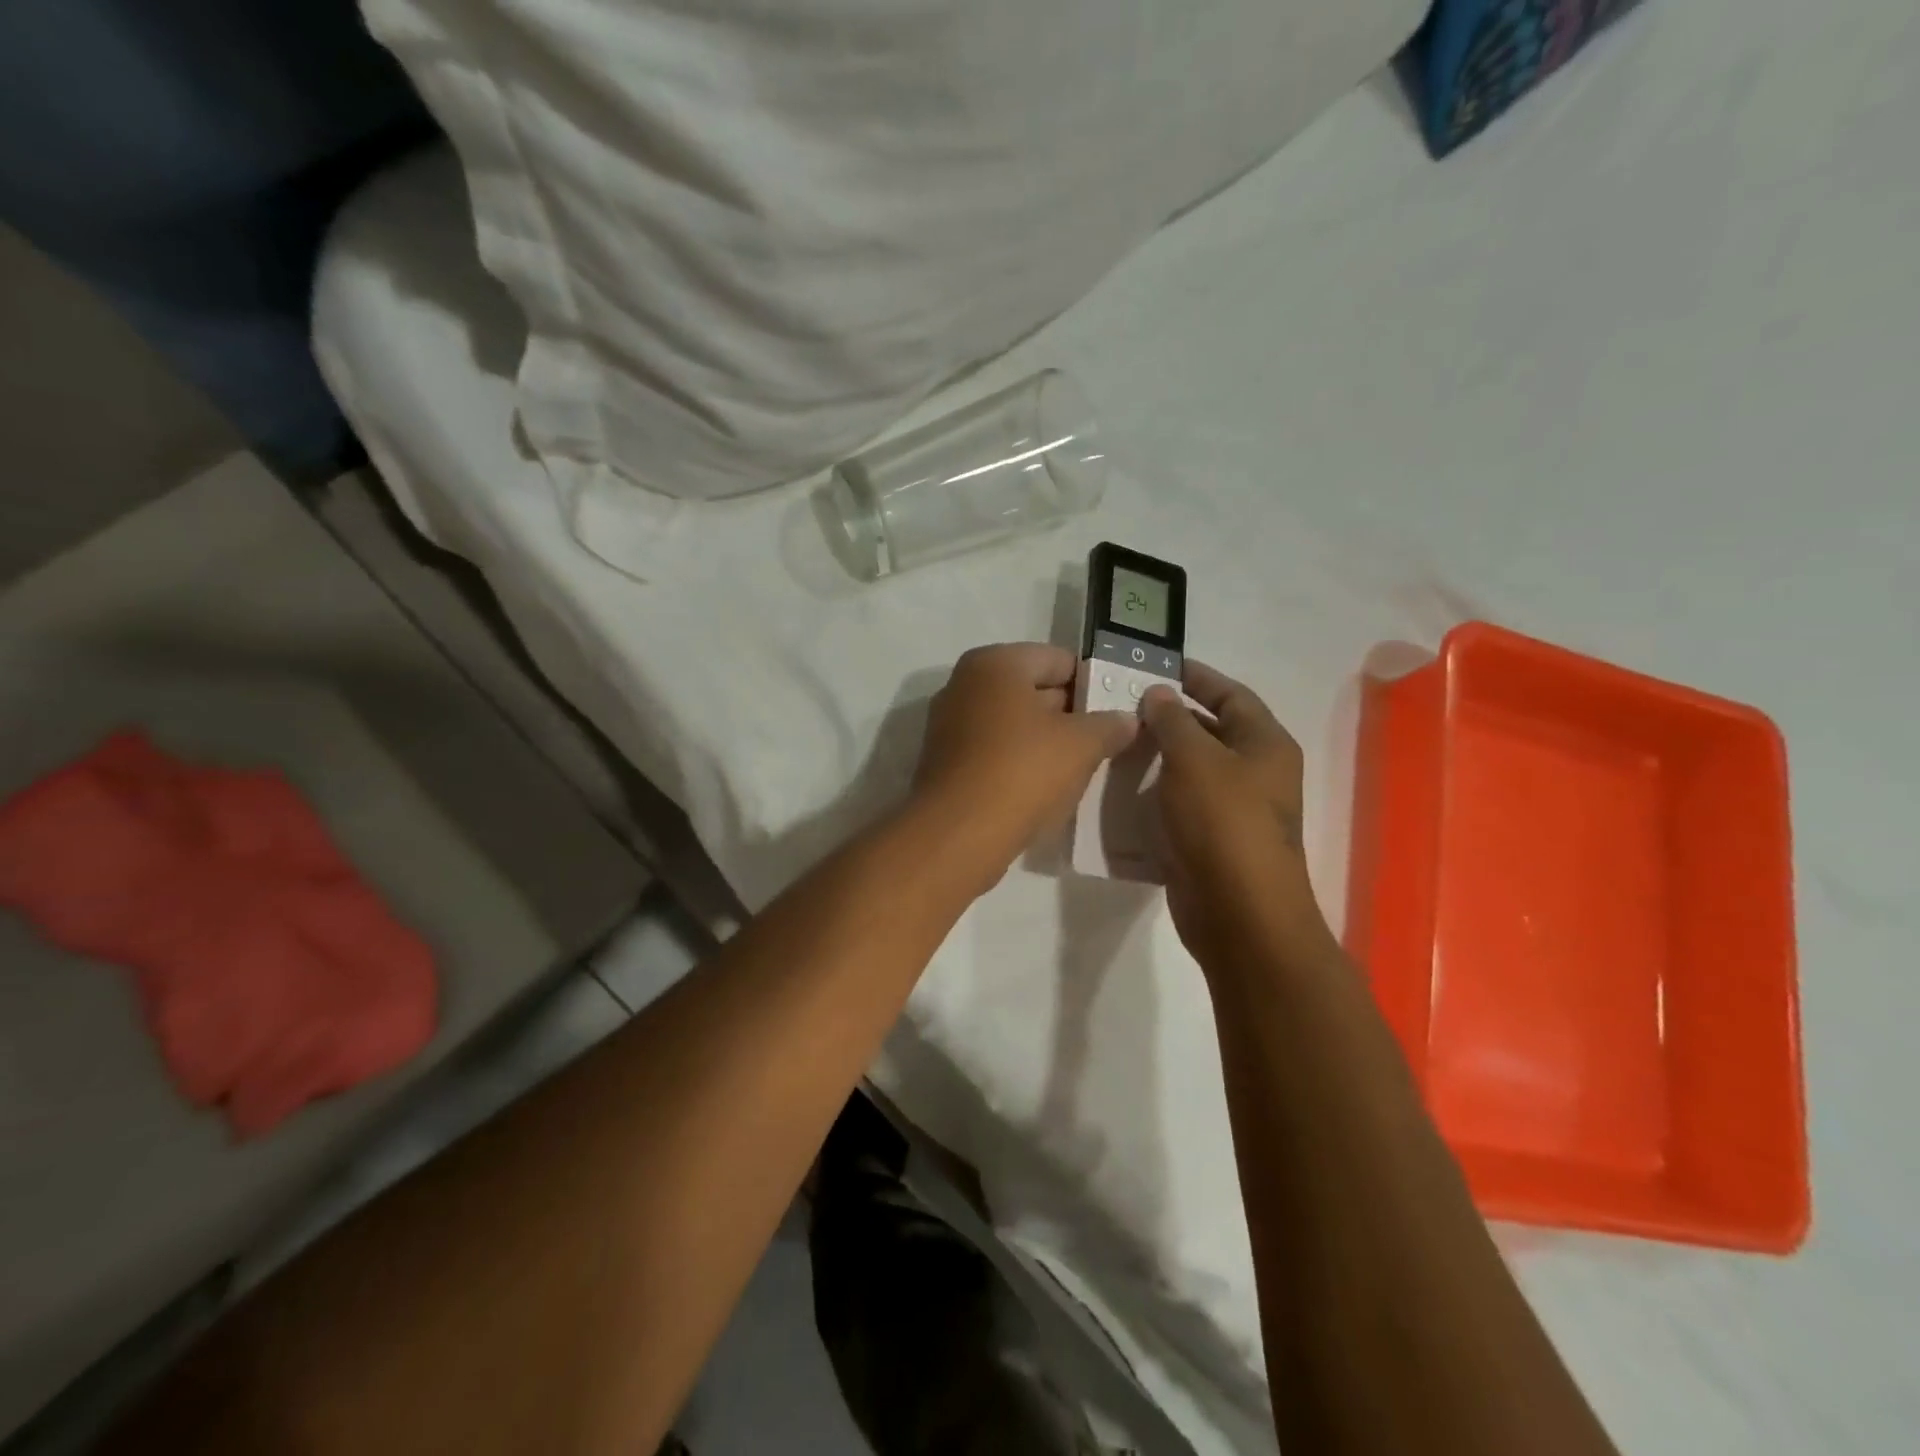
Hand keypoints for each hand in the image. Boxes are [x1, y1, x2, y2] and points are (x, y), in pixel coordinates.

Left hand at [913, 644, 1137, 879]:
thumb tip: (1127, 719)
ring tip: (1082, 766)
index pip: (1058, 660)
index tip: (1118, 709)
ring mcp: (950, 725)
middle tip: (1107, 739)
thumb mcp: (1081, 745)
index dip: (1093, 683)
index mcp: (995, 664)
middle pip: (1032, 690)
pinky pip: (995, 751)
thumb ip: (1109, 725)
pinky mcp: (945, 763)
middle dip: (1070, 714)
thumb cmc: (1022, 771)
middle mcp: (965, 685)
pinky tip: (1046, 787)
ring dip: (1046, 741)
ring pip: (1013, 724)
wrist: (958, 833)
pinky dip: (1020, 762)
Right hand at [1141, 662, 1336, 978]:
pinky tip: (1120, 790)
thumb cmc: (1222, 822)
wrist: (1238, 912)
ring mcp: (1234, 810)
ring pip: (1192, 770)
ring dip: (1157, 757)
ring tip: (1114, 743)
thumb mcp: (1194, 759)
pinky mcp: (1211, 840)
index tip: (1157, 666)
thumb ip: (1172, 720)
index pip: (1231, 694)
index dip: (1197, 676)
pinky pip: (1180, 805)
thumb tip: (1159, 693)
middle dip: (1170, 717)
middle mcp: (1256, 772)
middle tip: (1122, 705)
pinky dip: (1154, 794)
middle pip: (1211, 731)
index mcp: (1265, 744)